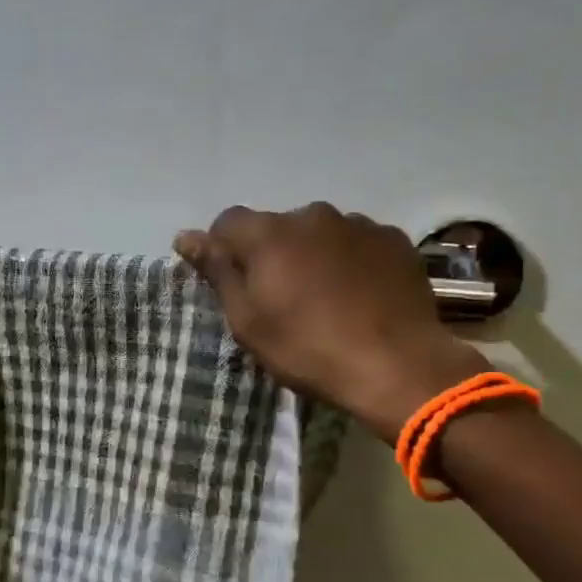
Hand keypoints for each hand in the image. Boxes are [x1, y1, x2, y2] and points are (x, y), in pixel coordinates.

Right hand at [175, 202, 487, 440]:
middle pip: (277, 227)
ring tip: (325, 299)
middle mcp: (313, 215)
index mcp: (269, 234)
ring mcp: (359, 224)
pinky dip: (349, 261)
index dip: (223, 249)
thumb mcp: (248, 321)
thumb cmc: (307, 349)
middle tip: (280, 299)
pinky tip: (358, 296)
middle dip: (272, 254)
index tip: (232, 284)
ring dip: (312, 256)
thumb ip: (217, 272)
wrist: (396, 366)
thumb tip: (185, 236)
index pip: (228, 222)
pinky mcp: (394, 240)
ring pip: (319, 234)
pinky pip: (357, 243)